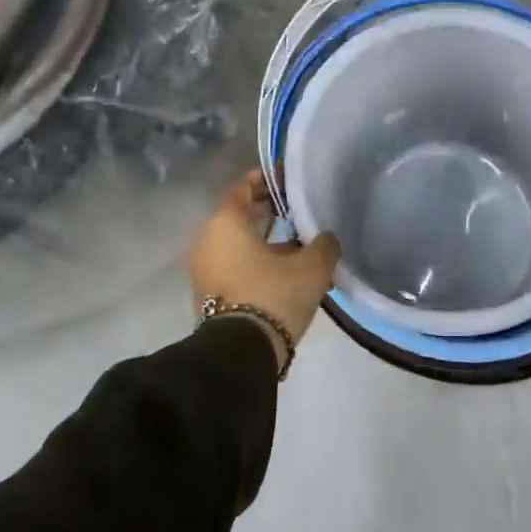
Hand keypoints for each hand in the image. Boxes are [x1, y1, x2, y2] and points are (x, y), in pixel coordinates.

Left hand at [188, 169, 340, 368]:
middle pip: (239, 215)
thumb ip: (324, 244)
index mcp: (226, 222)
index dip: (265, 179)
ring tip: (299, 244)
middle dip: (267, 210)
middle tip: (296, 209)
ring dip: (265, 241)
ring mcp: (204, 270)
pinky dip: (256, 262)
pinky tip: (286, 271)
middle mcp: (208, 240)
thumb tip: (326, 239)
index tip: (286, 178)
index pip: (243, 187)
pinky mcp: (208, 295)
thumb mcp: (312, 267)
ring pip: (238, 244)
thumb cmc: (273, 295)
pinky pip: (235, 266)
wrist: (241, 353)